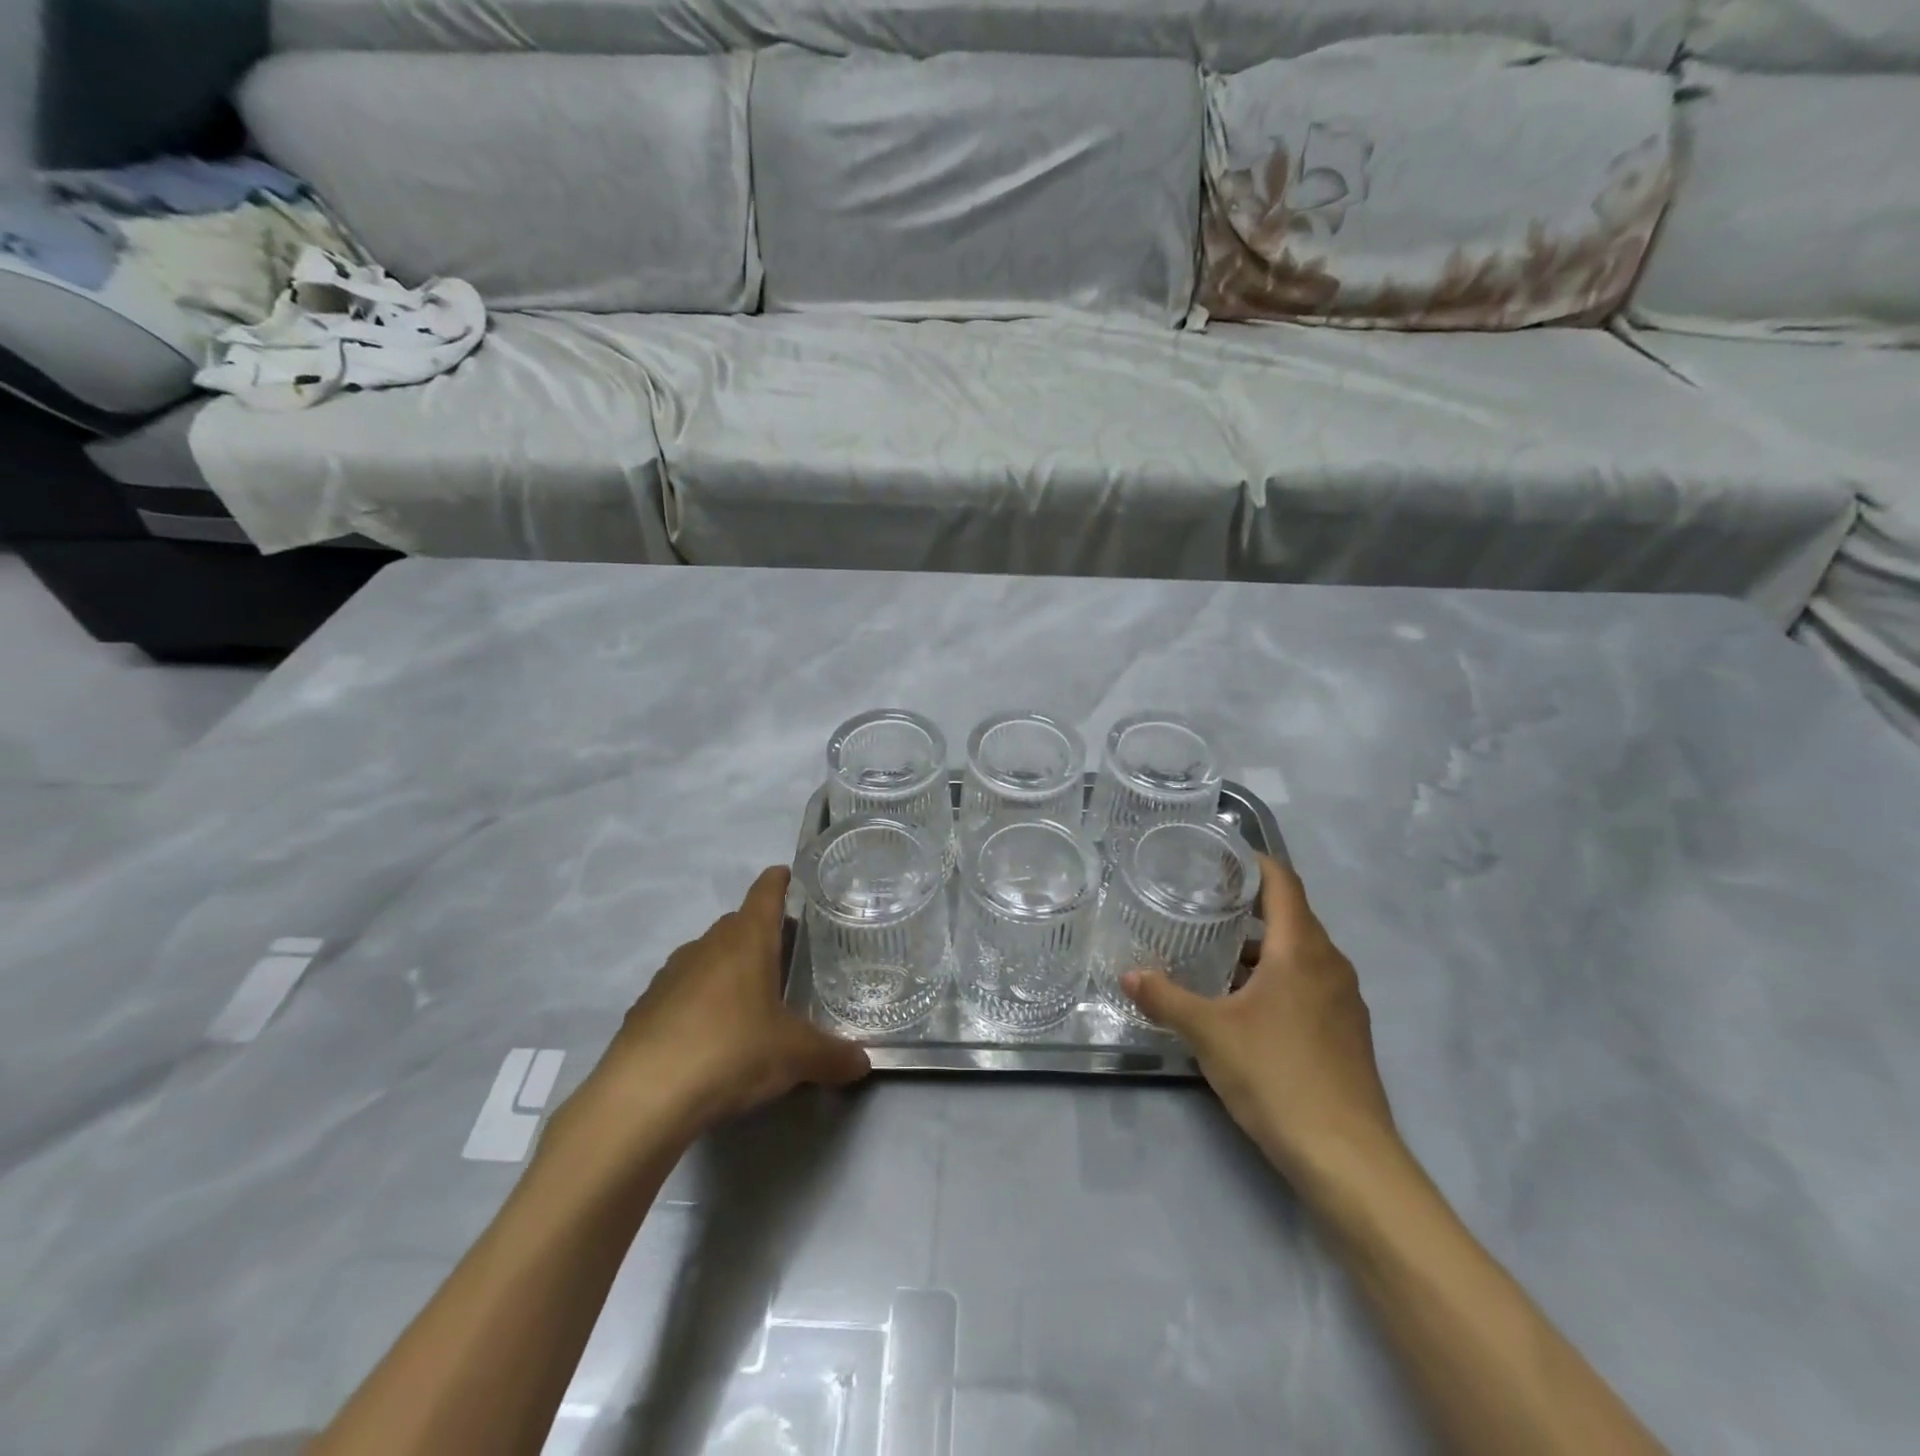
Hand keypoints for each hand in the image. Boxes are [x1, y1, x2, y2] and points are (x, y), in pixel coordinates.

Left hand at [566, 867, 870, 1146]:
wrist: (643, 1097)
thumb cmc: (732, 1052)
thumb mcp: (795, 1057)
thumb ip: (832, 1056)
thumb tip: (864, 1063)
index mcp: (747, 940)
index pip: (765, 892)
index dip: (779, 880)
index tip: (788, 874)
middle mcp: (707, 945)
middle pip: (737, 924)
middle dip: (760, 932)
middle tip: (786, 953)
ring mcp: (670, 975)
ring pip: (707, 957)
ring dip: (727, 967)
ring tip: (749, 998)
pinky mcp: (644, 1007)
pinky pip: (681, 991)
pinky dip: (698, 1001)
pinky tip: (708, 1035)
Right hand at [1123, 854, 1398, 1190]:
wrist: (1349, 1160)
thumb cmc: (1278, 1077)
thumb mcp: (1209, 1034)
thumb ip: (1166, 999)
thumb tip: (1128, 976)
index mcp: (1302, 949)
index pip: (1282, 881)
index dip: (1251, 861)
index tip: (1214, 857)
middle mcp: (1330, 964)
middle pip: (1290, 915)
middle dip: (1247, 904)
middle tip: (1200, 901)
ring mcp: (1344, 1000)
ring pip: (1299, 953)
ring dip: (1260, 946)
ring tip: (1213, 952)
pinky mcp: (1346, 1032)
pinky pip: (1308, 983)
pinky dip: (1276, 977)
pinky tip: (1242, 1003)